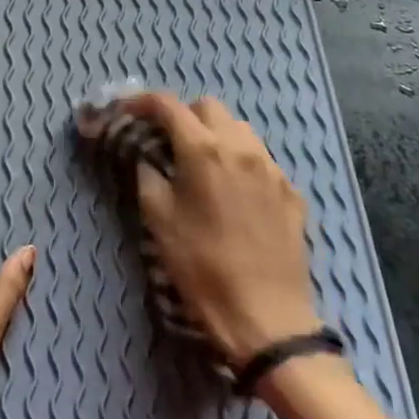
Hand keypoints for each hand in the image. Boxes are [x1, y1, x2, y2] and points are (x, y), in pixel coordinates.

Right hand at [122, 93, 320, 364]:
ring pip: (240, 129)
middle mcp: (242, 148)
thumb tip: (148, 156)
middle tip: (166, 141)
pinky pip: (262, 160)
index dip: (142, 102)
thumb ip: (148, 174)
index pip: (168, 105)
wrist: (266, 316)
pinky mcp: (292, 193)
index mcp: (203, 150)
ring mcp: (272, 169)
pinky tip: (232, 192)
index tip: (127, 111)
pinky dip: (240, 161)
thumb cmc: (201, 266)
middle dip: (183, 116)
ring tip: (201, 164)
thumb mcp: (158, 219)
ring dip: (215, 134)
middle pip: (208, 107)